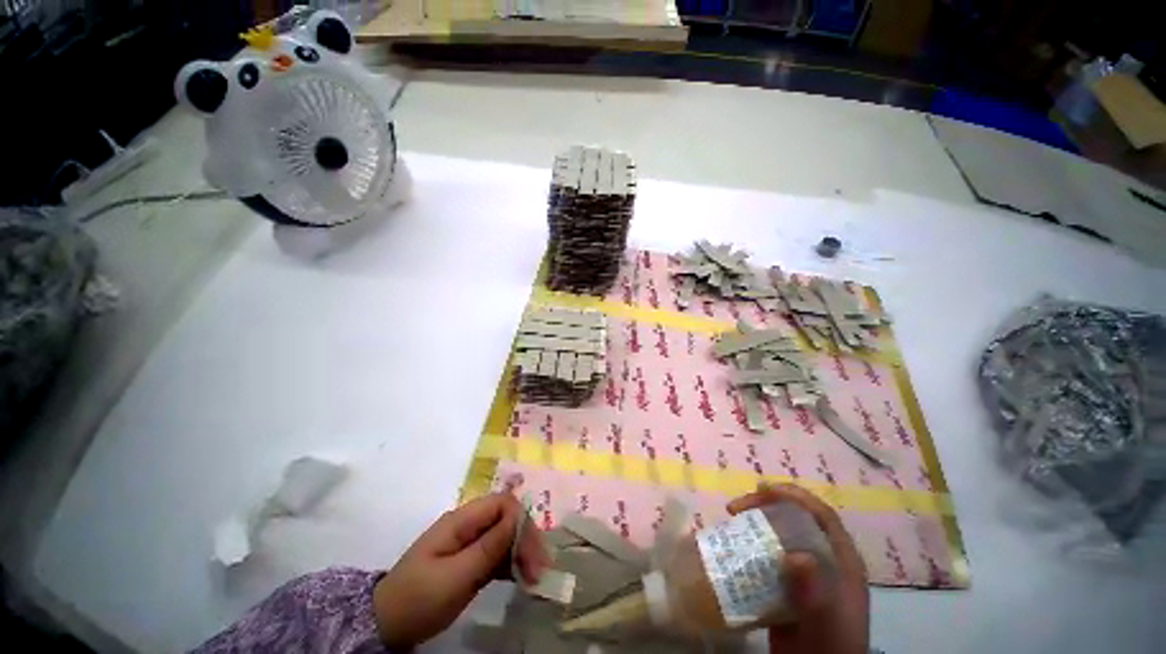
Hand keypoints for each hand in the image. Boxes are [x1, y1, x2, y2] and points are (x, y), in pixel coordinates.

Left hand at [373, 493, 549, 648]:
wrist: (386, 626)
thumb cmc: (418, 599)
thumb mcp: (454, 576)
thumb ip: (488, 547)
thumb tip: (518, 517)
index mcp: (461, 521)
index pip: (501, 504)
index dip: (520, 521)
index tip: (532, 551)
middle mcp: (468, 526)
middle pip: (507, 519)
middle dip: (525, 540)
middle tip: (538, 570)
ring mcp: (470, 544)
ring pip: (506, 537)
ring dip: (522, 553)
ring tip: (534, 579)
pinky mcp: (471, 561)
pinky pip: (498, 555)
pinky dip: (512, 565)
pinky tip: (522, 579)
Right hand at [727, 483, 869, 653]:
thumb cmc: (829, 647)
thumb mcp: (825, 623)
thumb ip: (814, 592)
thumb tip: (795, 556)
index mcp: (841, 560)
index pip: (821, 515)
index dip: (794, 496)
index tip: (762, 489)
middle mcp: (823, 559)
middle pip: (795, 518)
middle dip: (765, 505)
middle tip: (735, 507)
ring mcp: (805, 572)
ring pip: (779, 534)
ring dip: (754, 522)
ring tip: (730, 520)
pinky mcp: (787, 584)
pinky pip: (767, 554)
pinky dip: (750, 545)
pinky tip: (733, 545)